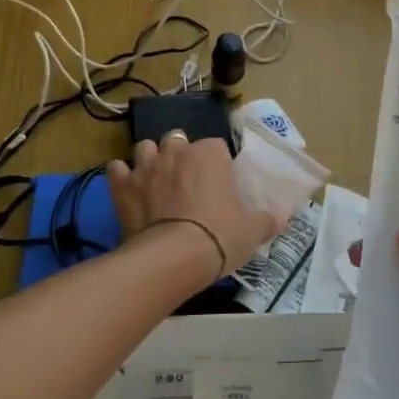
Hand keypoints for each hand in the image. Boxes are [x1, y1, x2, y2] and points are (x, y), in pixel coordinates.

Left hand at [108, 133, 281, 282]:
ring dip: (150, 160)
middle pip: (178, 140)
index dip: (216, 163)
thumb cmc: (219, 236)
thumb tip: (281, 217)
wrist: (173, 258)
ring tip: (156, 180)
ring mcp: (146, 166)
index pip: (215, 146)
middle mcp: (177, 151)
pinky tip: (129, 190)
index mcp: (210, 153)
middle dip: (181, 154)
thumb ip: (267, 220)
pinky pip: (117, 170)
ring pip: (145, 148)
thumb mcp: (252, 231)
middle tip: (187, 181)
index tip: (219, 183)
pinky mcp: (122, 186)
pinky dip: (122, 177)